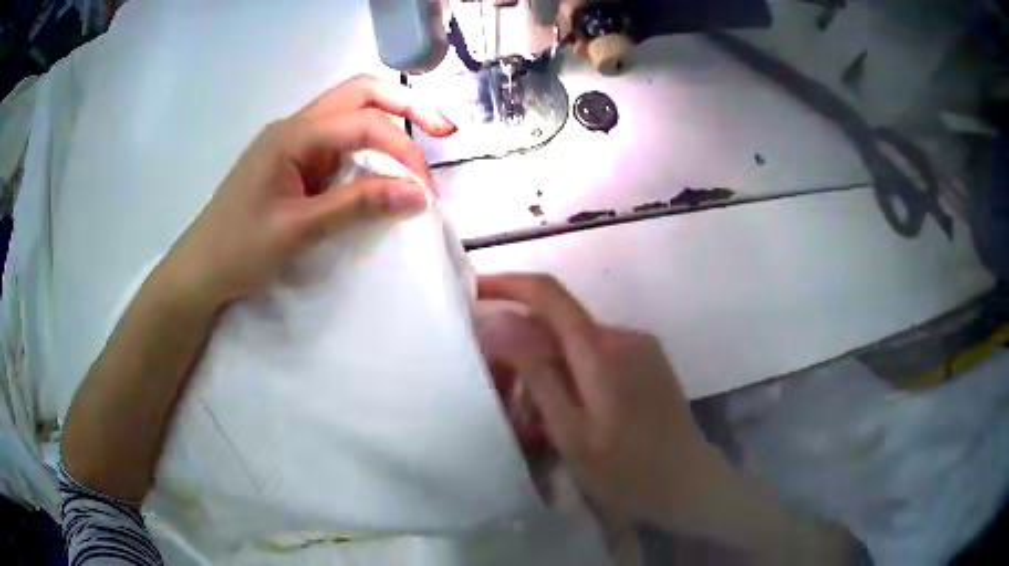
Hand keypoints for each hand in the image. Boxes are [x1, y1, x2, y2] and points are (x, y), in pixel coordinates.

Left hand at [165, 74, 455, 304]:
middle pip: (360, 92)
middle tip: (444, 130)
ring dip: (390, 120)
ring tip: (425, 140)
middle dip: (407, 105)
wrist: (200, 268)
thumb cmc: (239, 249)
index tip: (424, 193)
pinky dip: (370, 145)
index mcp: (292, 135)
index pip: (363, 124)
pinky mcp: (294, 159)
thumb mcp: (298, 230)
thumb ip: (357, 206)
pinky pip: (339, 139)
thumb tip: (417, 194)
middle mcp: (296, 126)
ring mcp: (294, 141)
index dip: (403, 152)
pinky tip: (384, 164)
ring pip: (351, 109)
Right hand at [478, 274, 721, 525]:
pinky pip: (597, 356)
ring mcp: (640, 349)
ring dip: (546, 364)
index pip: (548, 295)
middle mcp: (623, 336)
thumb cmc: (628, 471)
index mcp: (602, 350)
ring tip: (529, 414)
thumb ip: (539, 377)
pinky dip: (571, 373)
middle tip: (496, 385)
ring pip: (576, 342)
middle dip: (521, 343)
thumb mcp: (573, 434)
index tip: (474, 290)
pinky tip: (565, 412)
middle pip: (559, 322)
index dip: (508, 284)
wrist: (689, 485)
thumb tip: (501, 327)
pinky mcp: (648, 363)